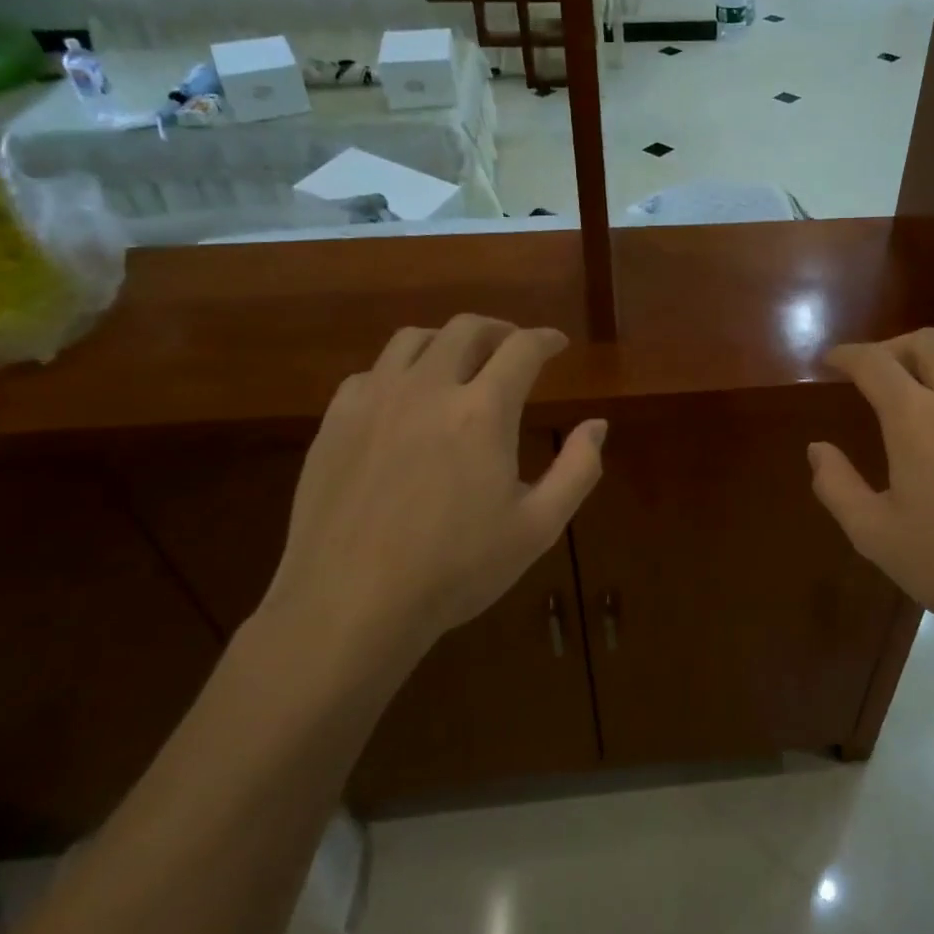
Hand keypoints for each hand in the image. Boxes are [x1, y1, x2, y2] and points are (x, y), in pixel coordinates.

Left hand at [256, 315, 605, 674]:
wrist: (351, 605)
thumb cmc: (456, 570)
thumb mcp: (538, 527)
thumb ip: (578, 469)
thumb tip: (597, 424)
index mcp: (482, 411)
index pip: (522, 349)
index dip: (545, 340)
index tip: (557, 344)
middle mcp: (428, 388)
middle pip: (466, 329)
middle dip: (499, 330)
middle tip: (514, 347)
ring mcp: (374, 401)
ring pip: (413, 339)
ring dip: (448, 340)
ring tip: (461, 361)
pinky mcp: (335, 421)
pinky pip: (372, 372)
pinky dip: (400, 370)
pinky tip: (406, 398)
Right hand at [808, 328, 933, 651]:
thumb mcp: (876, 535)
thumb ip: (837, 486)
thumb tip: (818, 449)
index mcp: (918, 418)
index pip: (875, 363)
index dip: (848, 355)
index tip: (833, 360)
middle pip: (926, 342)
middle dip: (892, 348)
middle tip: (875, 373)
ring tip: (922, 384)